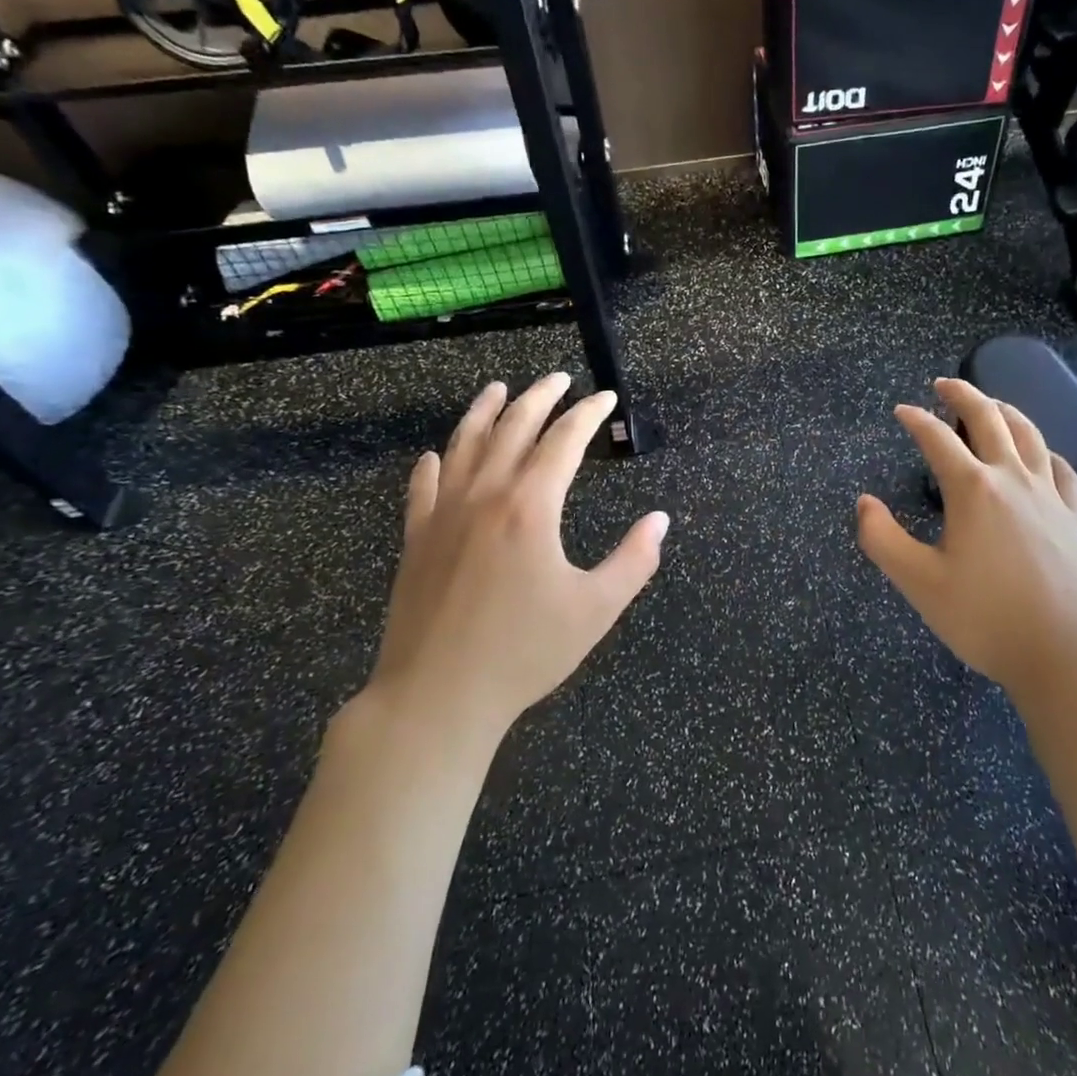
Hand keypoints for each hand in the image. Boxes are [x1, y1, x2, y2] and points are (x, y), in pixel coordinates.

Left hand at [363, 373, 668, 748]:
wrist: (437, 697)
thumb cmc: (524, 652)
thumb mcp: (596, 609)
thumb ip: (634, 560)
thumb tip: (660, 520)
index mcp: (530, 507)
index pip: (563, 441)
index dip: (587, 414)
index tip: (605, 398)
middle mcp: (484, 496)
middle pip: (512, 428)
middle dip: (540, 397)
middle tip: (558, 378)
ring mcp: (443, 515)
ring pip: (464, 445)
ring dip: (484, 412)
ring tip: (499, 389)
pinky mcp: (416, 539)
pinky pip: (423, 487)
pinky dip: (432, 464)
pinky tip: (436, 454)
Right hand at [856, 378, 1076, 699]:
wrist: (1065, 654)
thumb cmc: (985, 618)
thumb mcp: (919, 583)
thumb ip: (882, 539)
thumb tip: (864, 502)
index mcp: (973, 489)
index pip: (937, 438)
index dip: (916, 419)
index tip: (900, 411)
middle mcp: (1012, 478)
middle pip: (989, 418)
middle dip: (963, 395)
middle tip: (944, 384)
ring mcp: (1049, 495)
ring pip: (1029, 434)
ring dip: (1005, 410)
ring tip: (990, 403)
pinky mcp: (1074, 517)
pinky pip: (1060, 468)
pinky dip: (1043, 450)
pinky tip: (1038, 454)